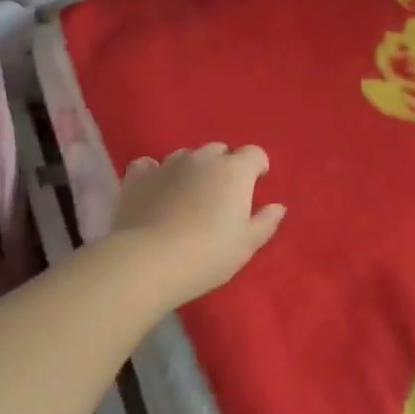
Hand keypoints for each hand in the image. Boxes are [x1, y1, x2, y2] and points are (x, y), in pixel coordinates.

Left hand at [108, 144, 285, 307]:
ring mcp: (167, 164)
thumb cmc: (208, 254)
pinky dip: (156, 174)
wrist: (149, 262)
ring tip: (188, 198)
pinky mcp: (138, 176)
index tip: (255, 185)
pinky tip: (156, 192)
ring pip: (186, 156)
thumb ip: (265, 222)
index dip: (257, 167)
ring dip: (192, 170)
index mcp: (234, 171)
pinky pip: (150, 165)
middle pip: (219, 151)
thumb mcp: (246, 245)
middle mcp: (202, 159)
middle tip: (222, 197)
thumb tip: (277, 206)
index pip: (254, 154)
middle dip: (224, 167)